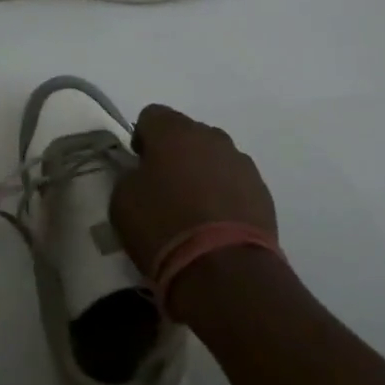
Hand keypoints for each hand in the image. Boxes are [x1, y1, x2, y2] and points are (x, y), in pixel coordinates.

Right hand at [110, 105, 277, 278]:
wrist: (224, 268)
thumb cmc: (163, 227)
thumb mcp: (122, 201)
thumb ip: (131, 176)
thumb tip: (142, 173)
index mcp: (173, 131)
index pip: (151, 116)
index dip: (142, 138)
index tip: (139, 166)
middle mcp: (211, 136)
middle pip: (187, 134)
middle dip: (175, 154)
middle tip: (165, 188)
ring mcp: (241, 162)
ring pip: (214, 157)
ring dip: (202, 173)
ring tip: (194, 210)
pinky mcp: (262, 190)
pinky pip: (235, 182)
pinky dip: (225, 194)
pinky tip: (216, 223)